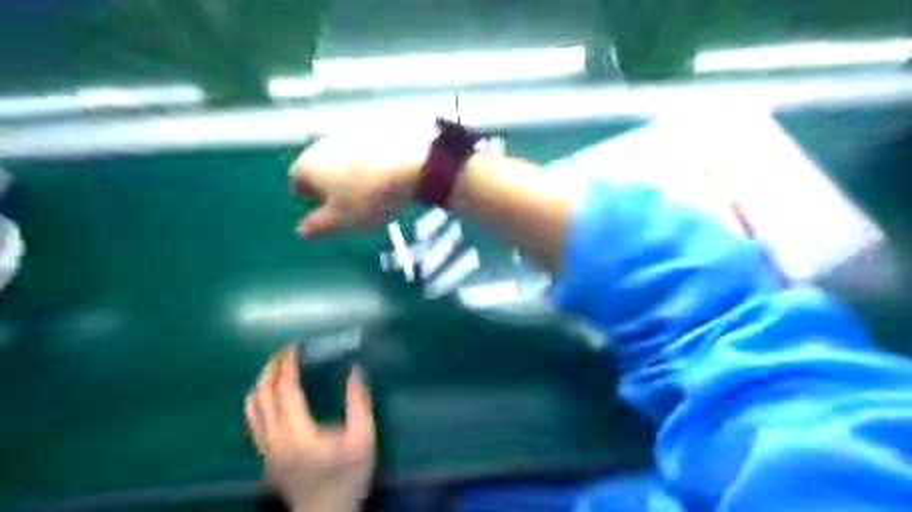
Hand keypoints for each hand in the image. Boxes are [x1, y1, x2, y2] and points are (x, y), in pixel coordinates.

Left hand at [245, 349, 375, 510]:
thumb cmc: (348, 477)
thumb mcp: (364, 440)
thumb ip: (360, 404)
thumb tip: (356, 371)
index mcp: (298, 433)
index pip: (285, 390)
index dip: (288, 366)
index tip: (295, 348)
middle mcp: (275, 439)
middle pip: (263, 395)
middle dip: (271, 369)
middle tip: (285, 352)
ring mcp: (266, 449)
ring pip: (252, 408)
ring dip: (261, 383)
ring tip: (275, 367)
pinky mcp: (266, 455)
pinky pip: (253, 420)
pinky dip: (257, 400)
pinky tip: (268, 393)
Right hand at [292, 132, 433, 237]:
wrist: (409, 165)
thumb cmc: (367, 196)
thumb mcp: (341, 220)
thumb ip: (318, 225)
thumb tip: (301, 231)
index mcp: (307, 165)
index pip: (296, 183)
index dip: (310, 201)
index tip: (329, 214)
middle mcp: (323, 146)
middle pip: (319, 171)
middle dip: (331, 191)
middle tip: (351, 209)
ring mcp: (349, 137)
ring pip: (342, 164)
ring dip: (351, 180)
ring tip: (372, 199)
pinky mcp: (374, 136)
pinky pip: (364, 157)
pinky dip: (369, 170)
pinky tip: (386, 184)